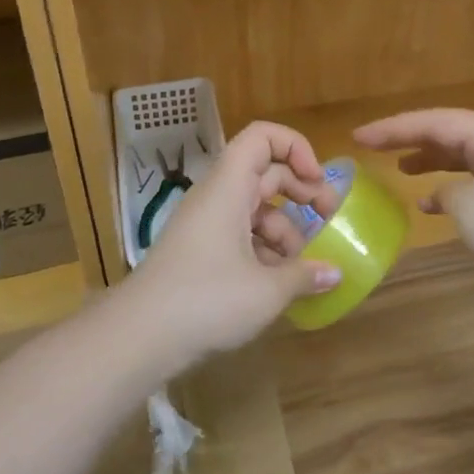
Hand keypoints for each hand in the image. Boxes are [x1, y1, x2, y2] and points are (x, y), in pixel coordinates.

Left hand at [116, 122, 342, 368]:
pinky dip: (265, 251)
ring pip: (256, 208)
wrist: (139, 336)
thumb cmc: (206, 300)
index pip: (262, 137)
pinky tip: (279, 284)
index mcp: (229, 187)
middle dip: (302, 192)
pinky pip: (241, 235)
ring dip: (286, 230)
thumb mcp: (266, 290)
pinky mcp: (201, 251)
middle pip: (266, 173)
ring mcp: (207, 224)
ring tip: (302, 267)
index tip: (317, 182)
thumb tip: (334, 273)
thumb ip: (304, 275)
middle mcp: (217, 197)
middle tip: (329, 219)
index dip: (296, 148)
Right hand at [353, 109, 473, 296]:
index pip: (433, 121)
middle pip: (450, 134)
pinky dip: (453, 190)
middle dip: (410, 139)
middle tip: (374, 147)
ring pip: (465, 158)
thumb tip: (444, 196)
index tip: (358, 137)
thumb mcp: (468, 206)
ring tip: (401, 170)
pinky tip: (433, 207)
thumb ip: (445, 192)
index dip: (392, 128)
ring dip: (432, 163)